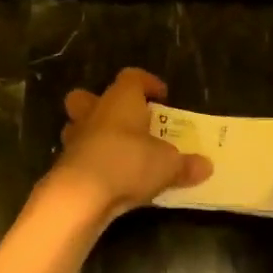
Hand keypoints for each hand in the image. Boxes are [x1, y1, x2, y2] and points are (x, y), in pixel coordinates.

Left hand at [50, 68, 211, 221]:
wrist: (81, 195)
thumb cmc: (128, 162)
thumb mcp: (168, 165)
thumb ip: (186, 164)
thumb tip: (206, 166)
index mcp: (121, 100)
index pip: (132, 77)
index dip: (147, 83)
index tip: (162, 97)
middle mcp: (94, 112)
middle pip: (88, 96)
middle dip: (104, 105)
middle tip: (127, 121)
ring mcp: (75, 138)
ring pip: (79, 125)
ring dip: (95, 135)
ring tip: (118, 151)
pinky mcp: (65, 164)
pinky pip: (80, 154)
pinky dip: (92, 161)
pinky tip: (109, 177)